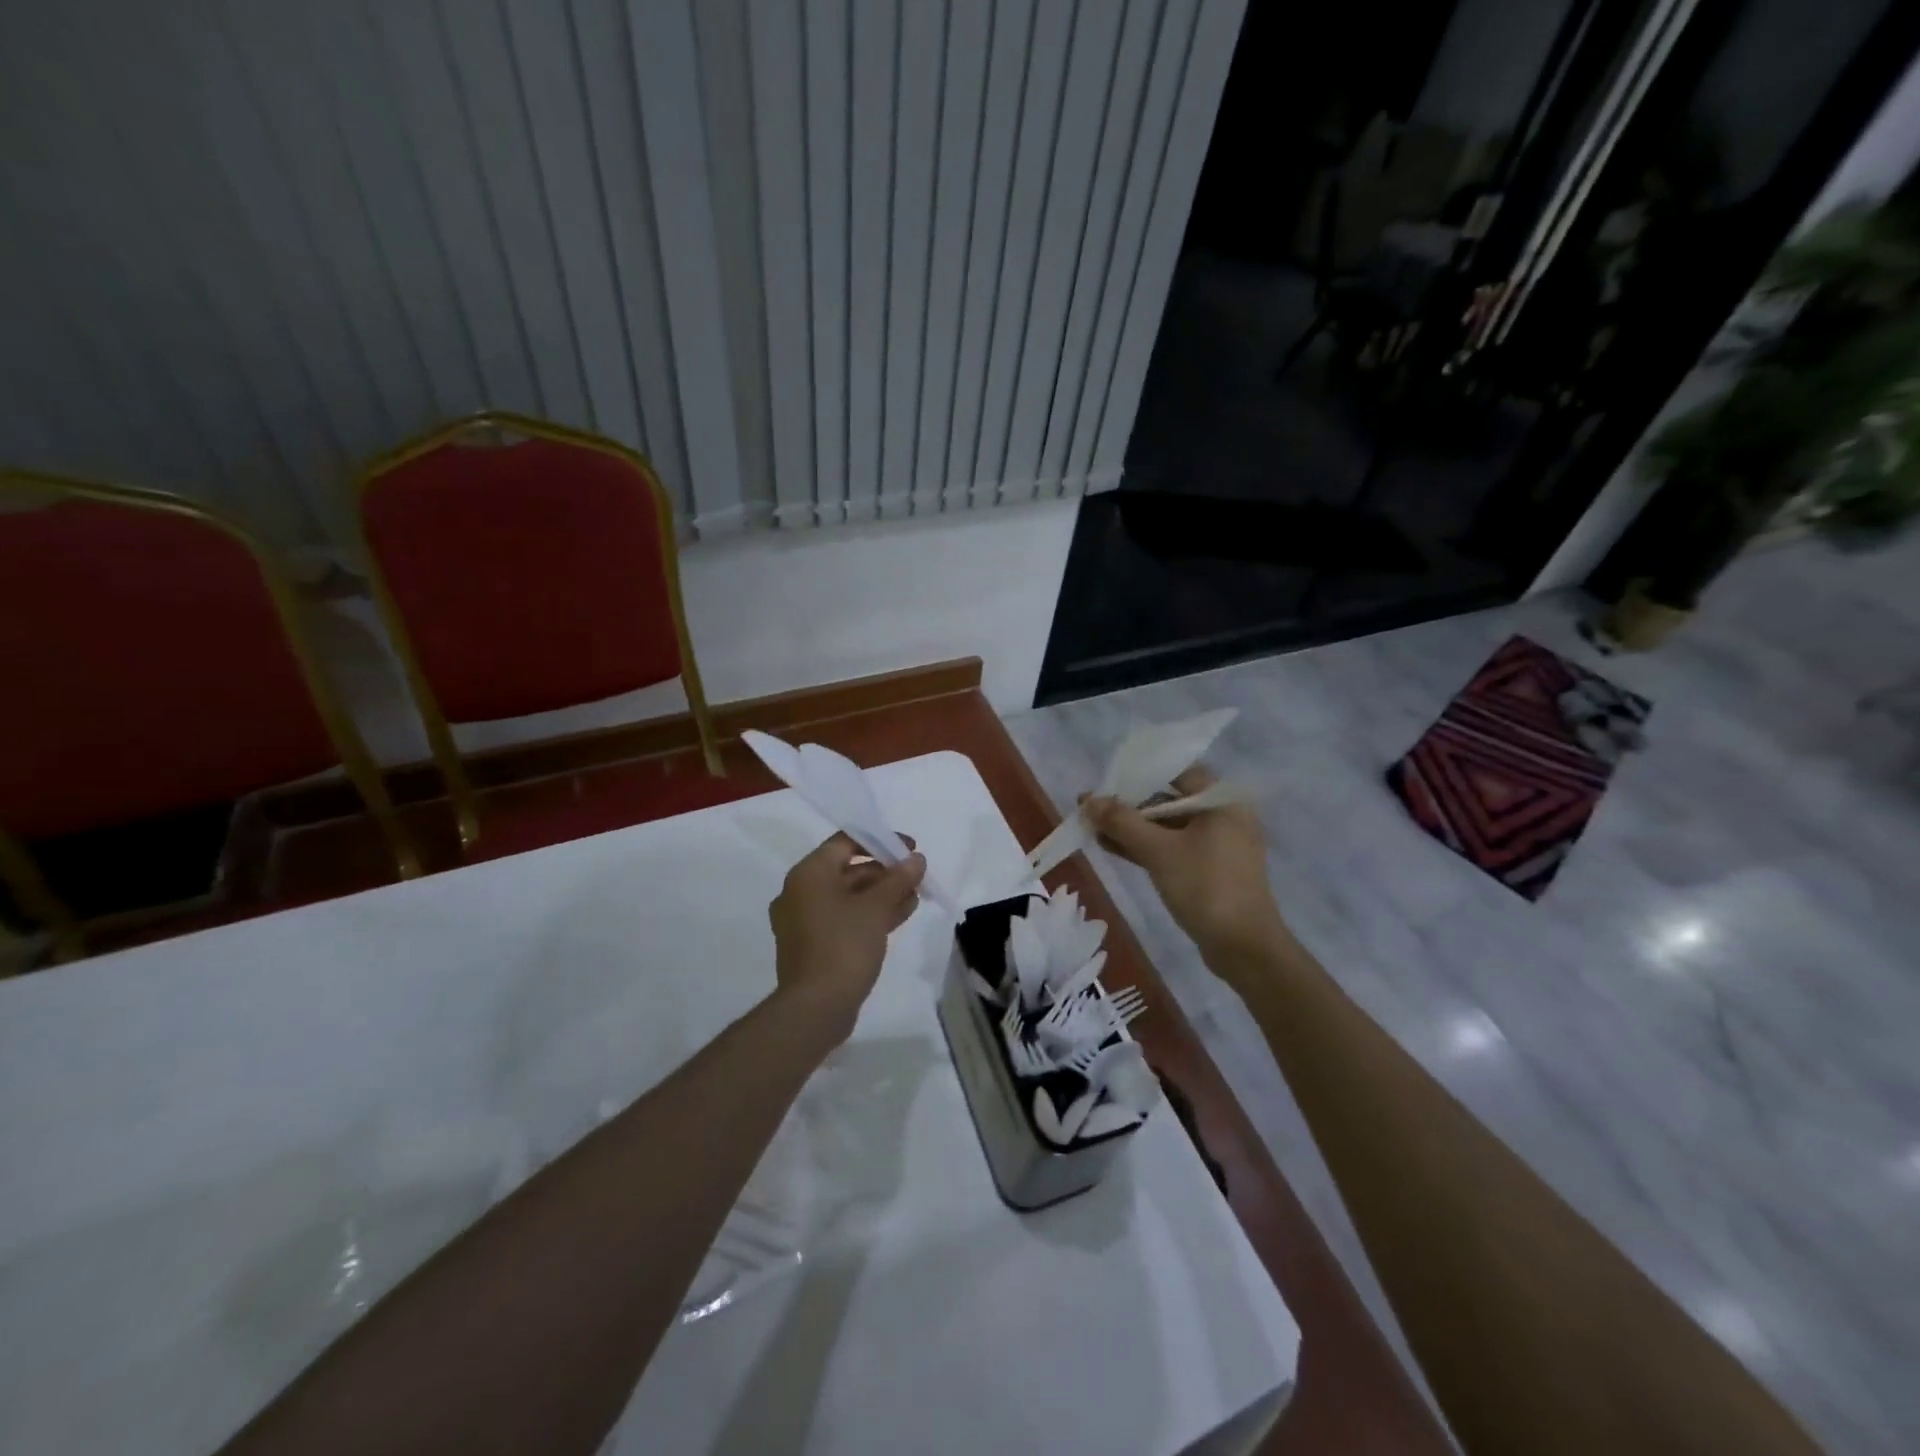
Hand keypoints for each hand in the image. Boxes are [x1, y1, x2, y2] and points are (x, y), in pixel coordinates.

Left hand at [768, 834, 926, 1038]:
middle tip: (916, 877)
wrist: (816, 1008)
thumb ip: (898, 879)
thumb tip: (916, 859)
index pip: (846, 842)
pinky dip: (869, 914)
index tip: (910, 849)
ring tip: (915, 897)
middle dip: (885, 872)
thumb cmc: (844, 946)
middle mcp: (800, 892)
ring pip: (848, 897)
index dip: (881, 841)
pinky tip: (899, 916)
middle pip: (848, 869)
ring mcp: (804, 921)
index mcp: (808, 874)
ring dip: (881, 895)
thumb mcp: (877, 908)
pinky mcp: (813, 945)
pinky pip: (843, 918)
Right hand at [1082, 767, 1289, 969]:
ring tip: (1093, 829)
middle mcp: (1224, 817)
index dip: (1140, 775)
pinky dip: (1146, 848)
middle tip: (1093, 809)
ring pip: (1168, 828)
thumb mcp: (1158, 850)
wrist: (1244, 948)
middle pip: (1170, 801)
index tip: (1108, 782)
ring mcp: (1218, 846)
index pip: (1178, 773)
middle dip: (1130, 806)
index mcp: (1222, 802)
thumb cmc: (1205, 887)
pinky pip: (1173, 849)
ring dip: (1133, 829)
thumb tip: (1088, 800)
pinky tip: (1112, 848)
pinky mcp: (1210, 871)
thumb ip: (1122, 822)